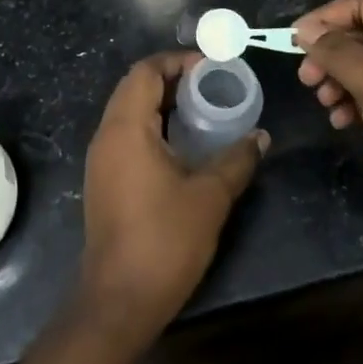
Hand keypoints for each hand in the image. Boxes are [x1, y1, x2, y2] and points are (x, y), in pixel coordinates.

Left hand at [78, 51, 265, 346]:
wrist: (119, 302)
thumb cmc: (164, 240)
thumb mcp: (210, 196)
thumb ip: (237, 159)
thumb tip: (260, 136)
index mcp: (126, 128)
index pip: (145, 72)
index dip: (178, 61)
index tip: (212, 67)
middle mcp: (107, 136)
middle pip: (135, 88)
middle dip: (173, 80)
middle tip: (213, 85)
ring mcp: (102, 161)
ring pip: (130, 113)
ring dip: (164, 104)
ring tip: (205, 110)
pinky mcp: (105, 182)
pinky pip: (128, 136)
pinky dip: (155, 127)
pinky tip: (186, 145)